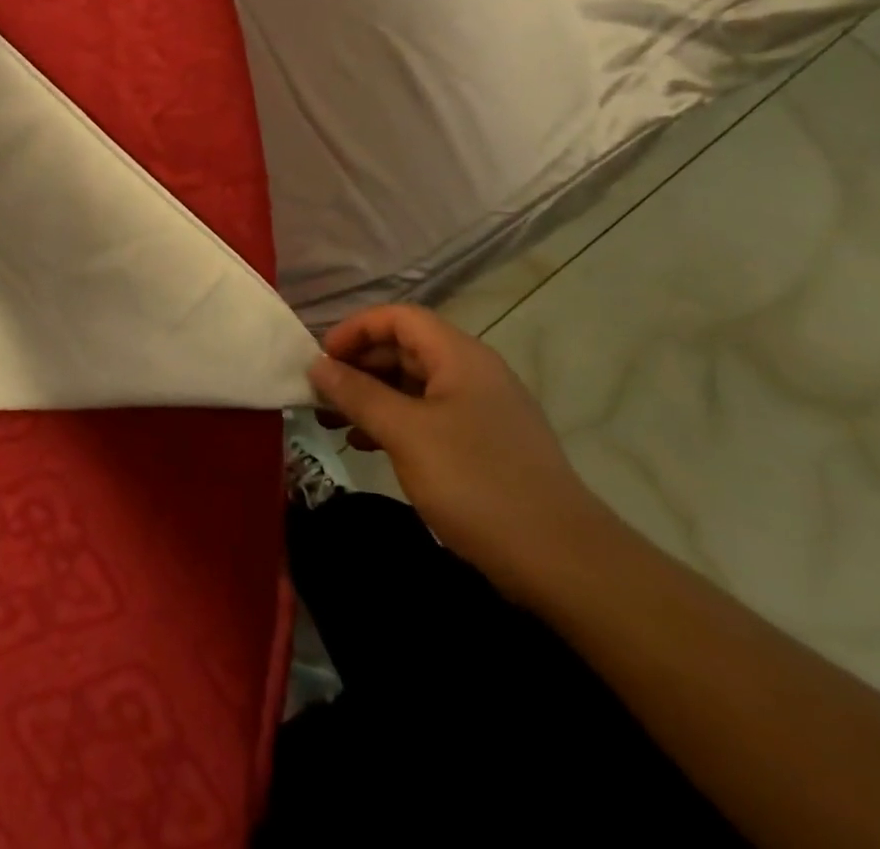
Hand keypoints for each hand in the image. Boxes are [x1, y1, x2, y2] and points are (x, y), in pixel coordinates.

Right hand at [309, 304, 613, 603]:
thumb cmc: (476, 483)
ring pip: (414, 386)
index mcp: (459, 356)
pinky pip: (428, 416)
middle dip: (359, 366)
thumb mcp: (406, 434)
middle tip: (320, 395)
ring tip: (333, 422)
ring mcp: (481, 410)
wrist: (562, 561)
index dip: (356, 330)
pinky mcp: (484, 445)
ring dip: (372, 397)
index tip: (321, 360)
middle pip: (405, 349)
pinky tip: (367, 446)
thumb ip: (357, 394)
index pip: (399, 318)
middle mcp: (472, 372)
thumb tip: (317, 365)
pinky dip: (394, 423)